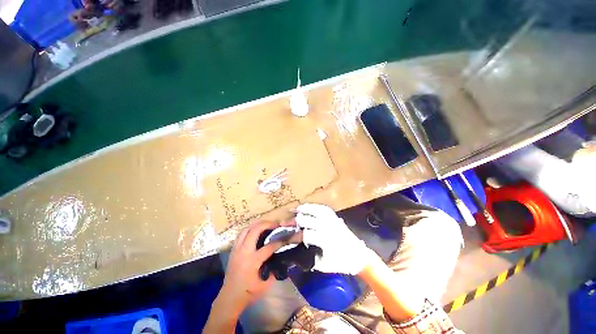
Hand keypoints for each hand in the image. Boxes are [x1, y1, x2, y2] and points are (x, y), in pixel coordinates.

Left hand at [204, 221, 298, 333]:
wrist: (229, 298)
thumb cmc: (248, 293)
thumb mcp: (265, 285)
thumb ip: (274, 271)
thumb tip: (280, 260)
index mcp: (252, 261)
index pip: (269, 246)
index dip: (279, 241)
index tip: (285, 237)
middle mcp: (244, 251)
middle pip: (255, 230)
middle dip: (267, 224)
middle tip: (276, 224)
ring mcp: (237, 249)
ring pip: (247, 229)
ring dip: (257, 224)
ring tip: (266, 224)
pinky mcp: (233, 249)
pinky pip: (241, 233)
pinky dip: (250, 229)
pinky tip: (256, 230)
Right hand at [290, 203, 373, 274]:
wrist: (358, 255)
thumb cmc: (340, 262)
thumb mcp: (323, 265)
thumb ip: (309, 257)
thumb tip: (295, 250)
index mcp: (325, 241)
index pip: (305, 235)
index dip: (294, 236)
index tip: (285, 237)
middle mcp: (328, 227)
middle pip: (308, 220)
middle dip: (294, 221)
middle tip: (285, 223)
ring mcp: (332, 220)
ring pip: (315, 211)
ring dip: (303, 210)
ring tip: (293, 210)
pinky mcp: (335, 217)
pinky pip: (323, 208)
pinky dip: (313, 206)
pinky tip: (307, 207)